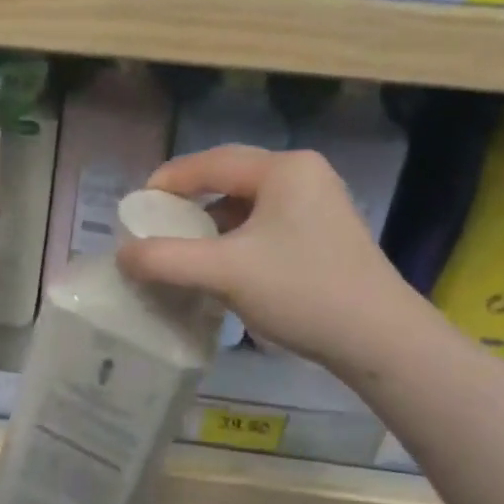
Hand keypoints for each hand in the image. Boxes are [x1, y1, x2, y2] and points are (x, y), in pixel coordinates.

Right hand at [115, 146, 413, 367]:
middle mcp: (303, 175)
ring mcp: (318, 204)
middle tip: (157, 225)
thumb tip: (122, 254)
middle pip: (229, 179)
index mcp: (283, 169)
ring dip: (212, 225)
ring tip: (184, 249)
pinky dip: (236, 240)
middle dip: (189, 203)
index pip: (210, 162)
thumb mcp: (224, 273)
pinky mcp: (324, 233)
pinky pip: (266, 225)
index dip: (168, 181)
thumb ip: (166, 259)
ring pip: (247, 204)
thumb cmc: (302, 292)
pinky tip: (222, 266)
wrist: (380, 341)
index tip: (137, 207)